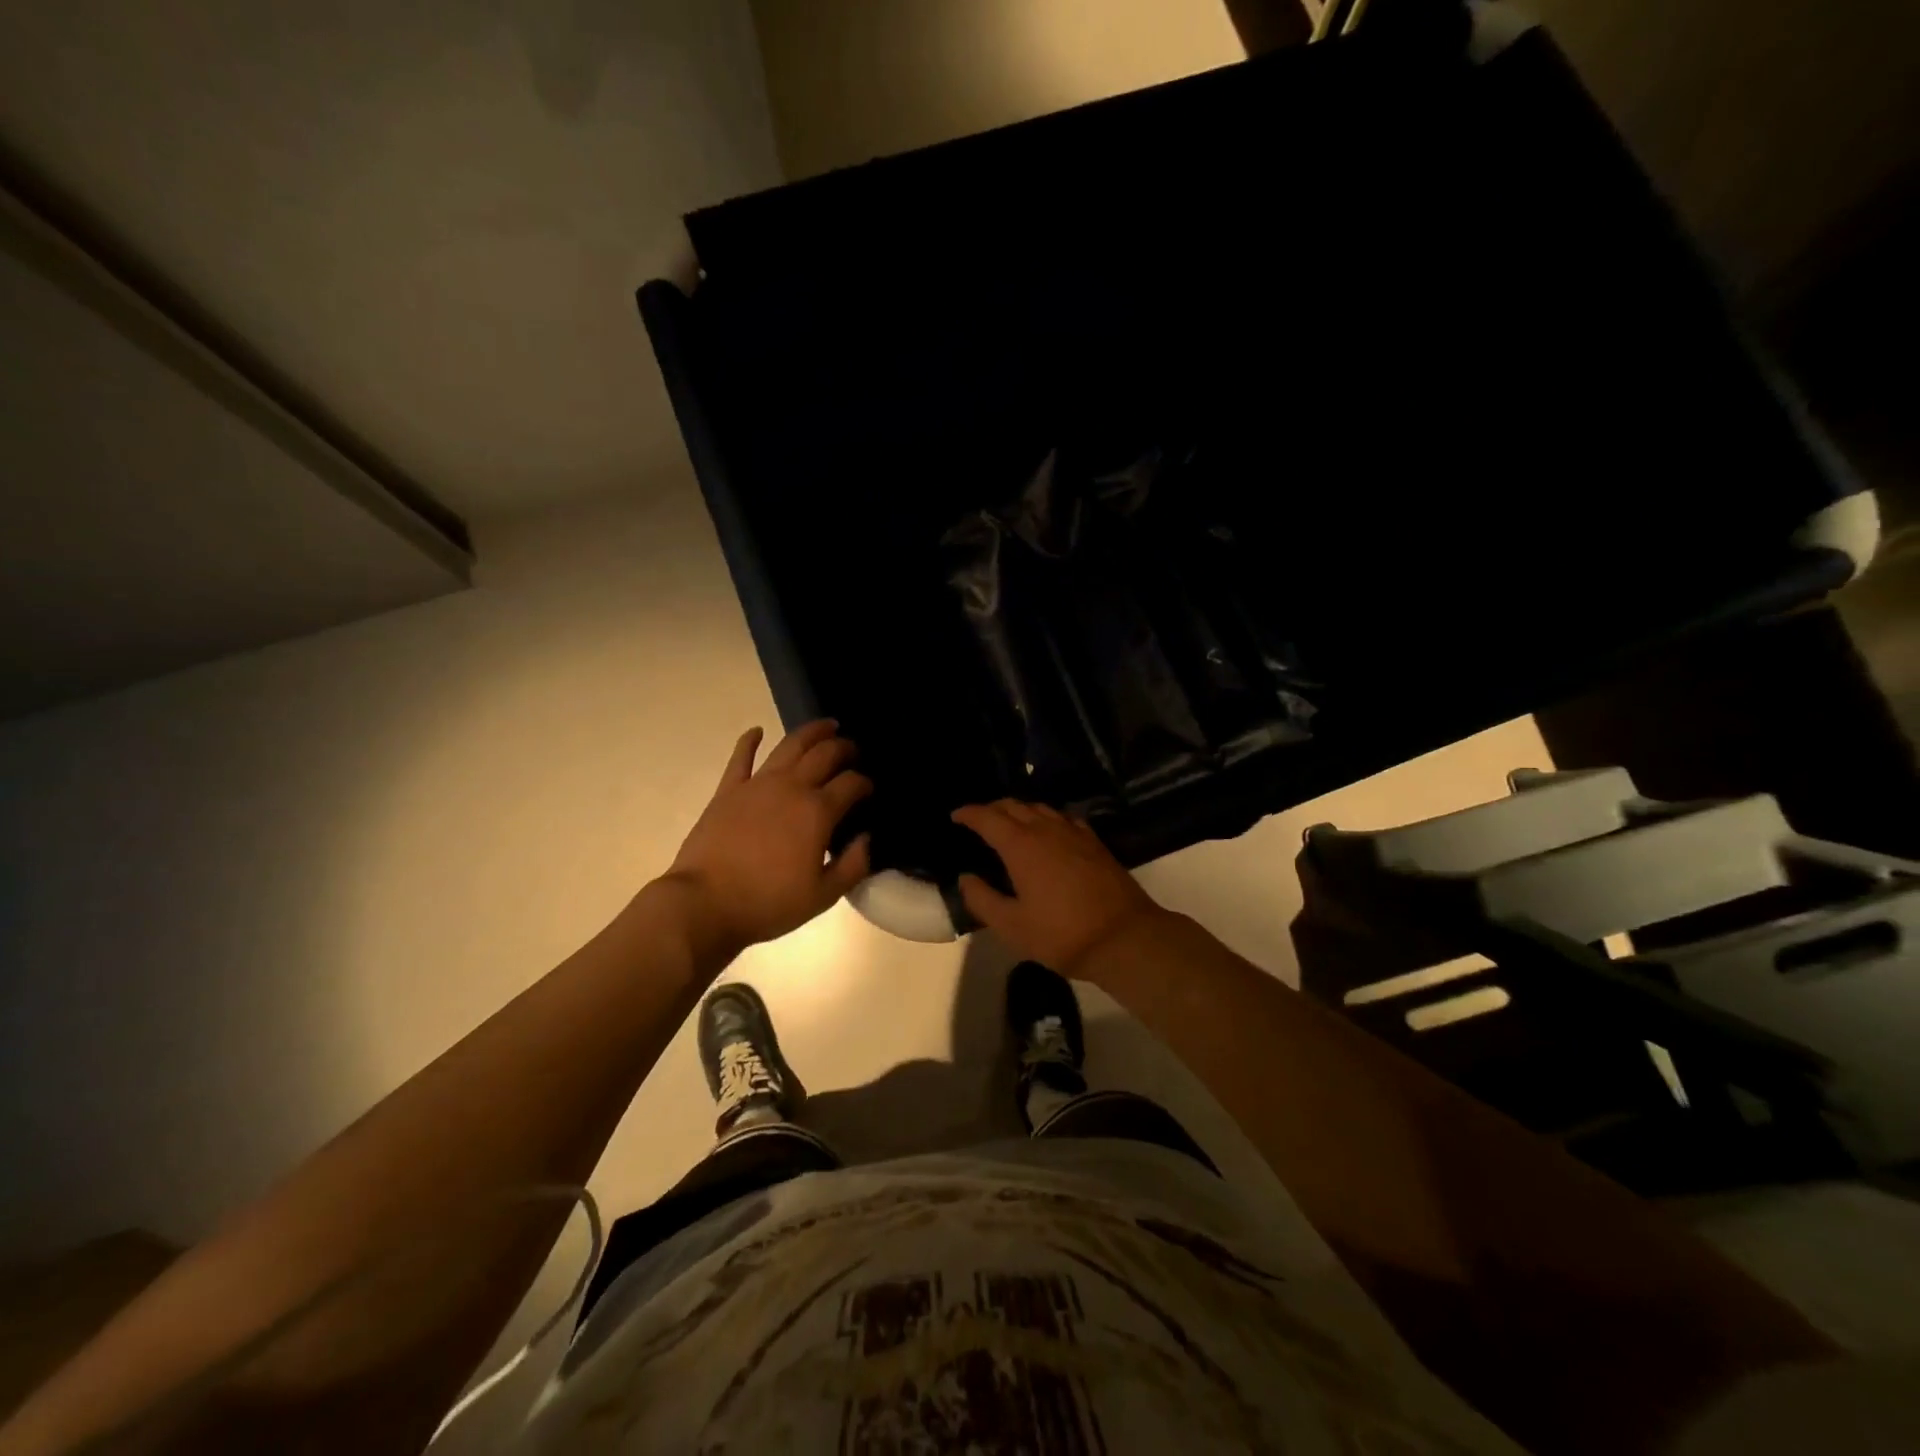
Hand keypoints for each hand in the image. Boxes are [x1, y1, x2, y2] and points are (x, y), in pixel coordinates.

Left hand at [666, 721, 871, 953]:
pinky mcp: (728, 790)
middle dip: (844, 748)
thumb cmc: (768, 903)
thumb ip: (853, 865)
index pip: (851, 784)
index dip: (865, 783)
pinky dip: (750, 741)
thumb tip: (866, 838)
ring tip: (826, 726)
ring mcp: (757, 784)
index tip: (869, 789)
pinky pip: (741, 757)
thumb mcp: (823, 896)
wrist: (705, 904)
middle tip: (853, 750)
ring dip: (811, 732)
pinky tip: (757, 731)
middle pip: (825, 755)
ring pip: (790, 745)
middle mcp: (791, 787)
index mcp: (818, 812)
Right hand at [951, 800, 1166, 975]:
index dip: (969, 813)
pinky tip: (1048, 831)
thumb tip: (966, 877)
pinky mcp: (1094, 843)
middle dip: (992, 808)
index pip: (988, 818)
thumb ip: (982, 899)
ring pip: (1041, 808)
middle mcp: (1046, 830)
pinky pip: (1064, 818)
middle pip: (1014, 806)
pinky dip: (1047, 818)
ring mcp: (1074, 833)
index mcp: (1021, 846)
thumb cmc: (1062, 934)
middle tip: (978, 820)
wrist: (1125, 937)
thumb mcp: (1012, 926)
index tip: (955, 816)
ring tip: (1009, 823)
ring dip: (1020, 810)